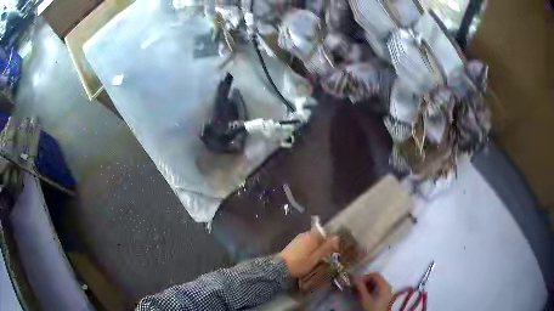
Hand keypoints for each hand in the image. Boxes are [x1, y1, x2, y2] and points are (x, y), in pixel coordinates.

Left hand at [278, 228, 339, 277]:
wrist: (279, 268)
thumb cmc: (300, 263)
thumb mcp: (315, 257)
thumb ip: (326, 247)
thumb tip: (337, 237)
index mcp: (311, 236)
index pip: (325, 232)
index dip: (332, 238)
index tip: (337, 246)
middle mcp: (305, 234)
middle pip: (319, 236)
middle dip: (325, 243)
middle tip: (331, 253)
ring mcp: (298, 239)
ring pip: (313, 240)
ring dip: (318, 246)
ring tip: (322, 256)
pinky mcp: (294, 244)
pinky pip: (307, 243)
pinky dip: (311, 248)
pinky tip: (312, 256)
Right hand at [355, 273, 392, 310]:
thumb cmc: (372, 307)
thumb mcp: (365, 298)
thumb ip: (360, 287)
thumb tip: (354, 277)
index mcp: (384, 285)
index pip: (374, 275)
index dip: (365, 277)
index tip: (356, 282)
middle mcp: (387, 285)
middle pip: (376, 278)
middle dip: (365, 281)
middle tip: (356, 287)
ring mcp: (387, 290)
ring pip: (376, 283)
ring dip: (367, 285)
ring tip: (359, 291)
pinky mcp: (385, 294)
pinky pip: (378, 287)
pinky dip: (371, 289)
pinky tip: (364, 294)